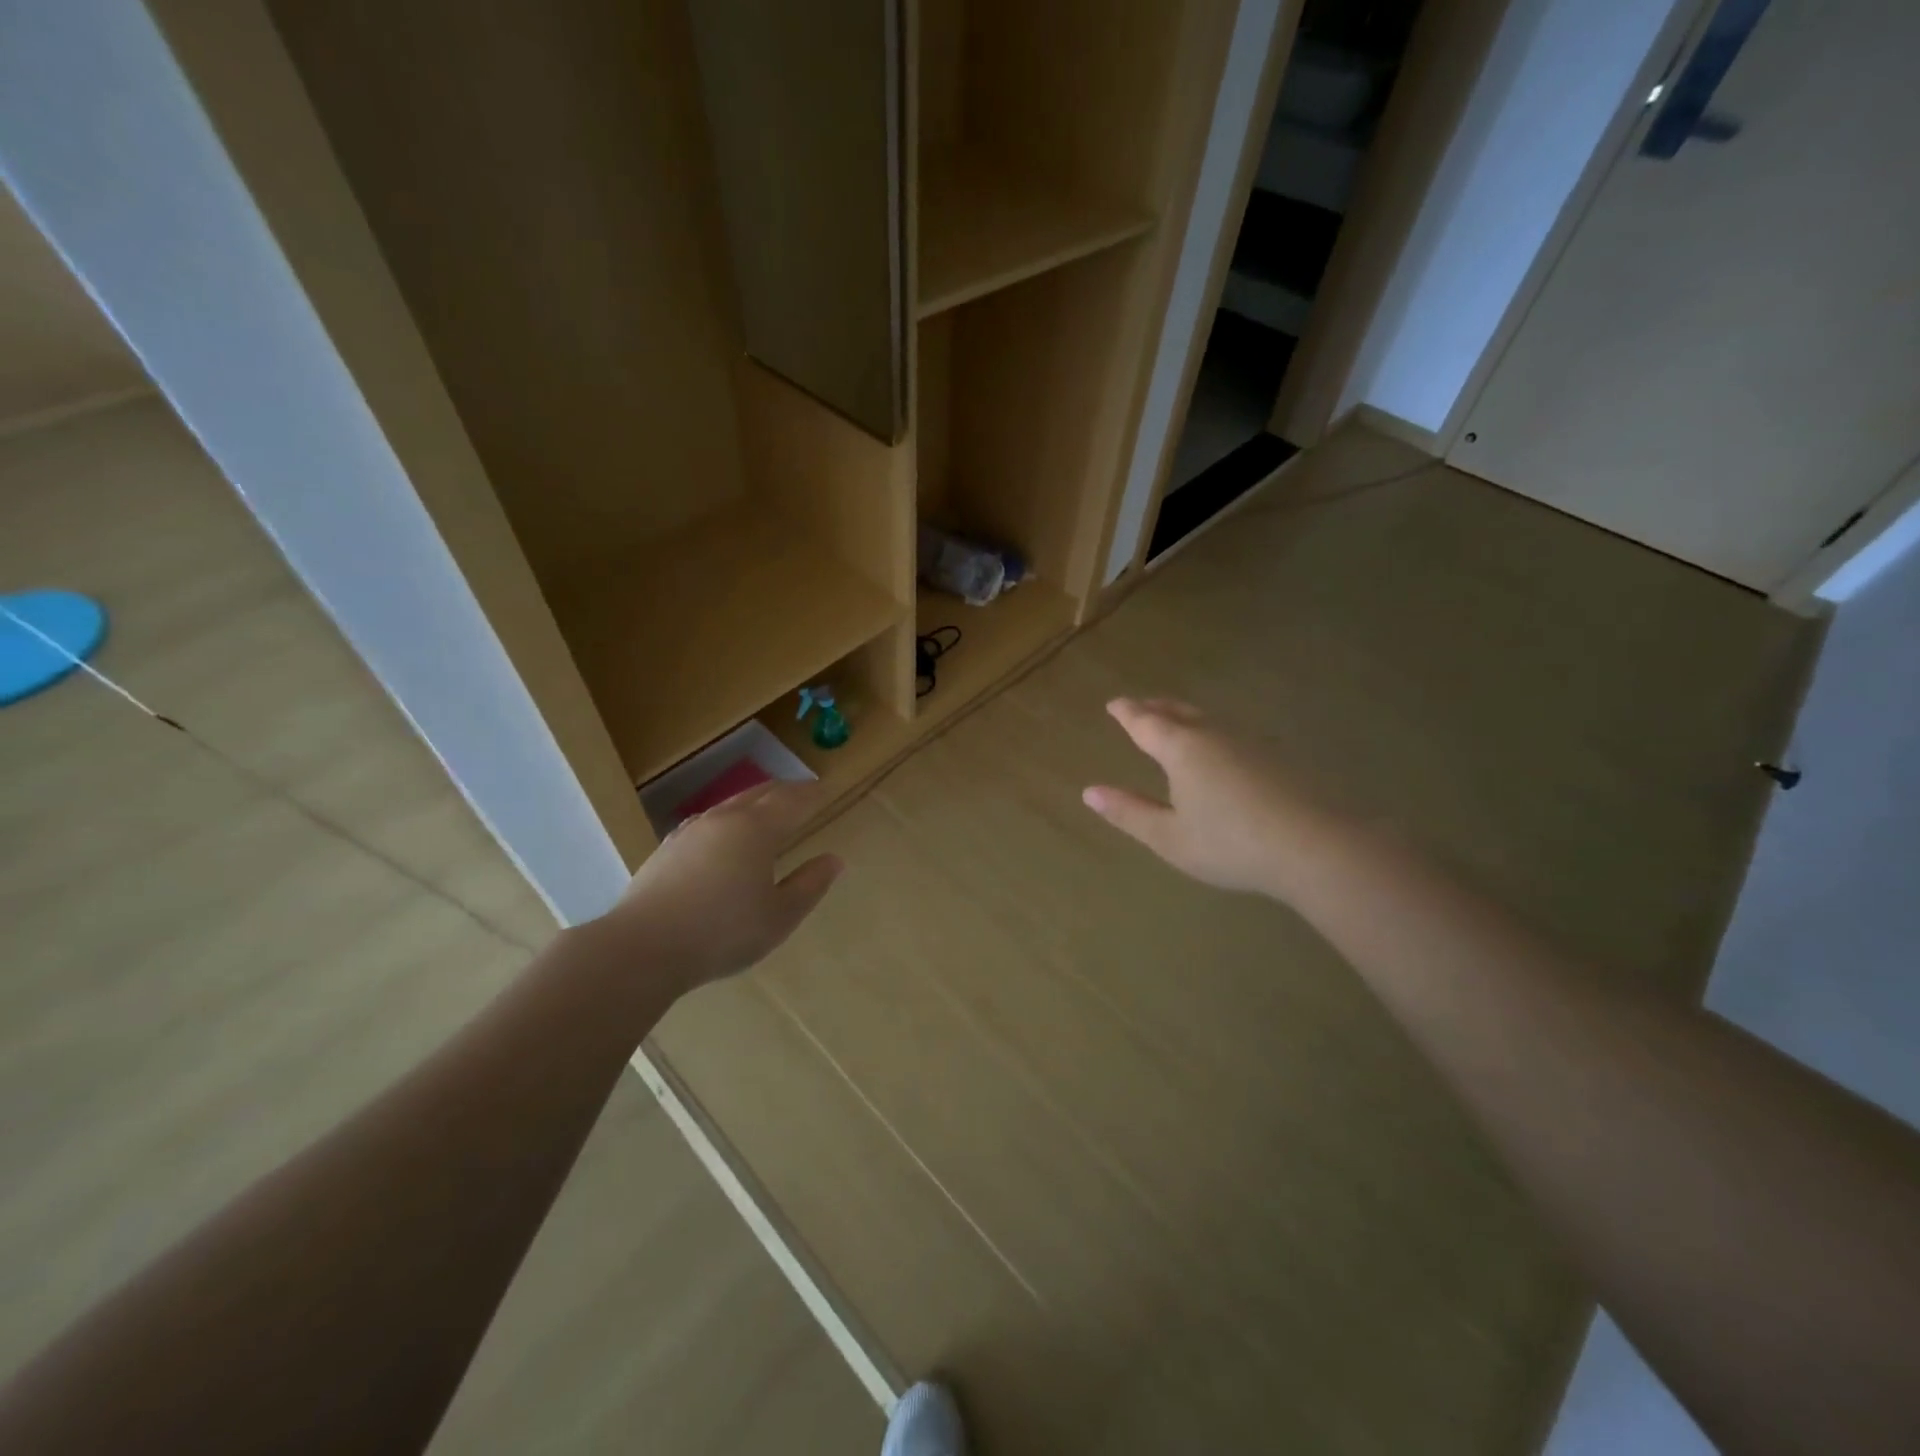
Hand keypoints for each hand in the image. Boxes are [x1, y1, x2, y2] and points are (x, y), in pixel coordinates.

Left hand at [601, 783, 843, 990]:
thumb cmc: (723, 932)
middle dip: (785, 790)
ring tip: (767, 809)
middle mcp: (724, 820)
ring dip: (755, 801)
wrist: (642, 947)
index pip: (792, 801)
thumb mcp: (779, 916)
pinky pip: (709, 821)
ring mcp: (691, 831)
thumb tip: (834, 859)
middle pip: (761, 794)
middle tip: (803, 792)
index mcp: (757, 830)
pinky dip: (729, 818)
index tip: (826, 788)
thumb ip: (809, 885)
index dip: (812, 794)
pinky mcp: (668, 849)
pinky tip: (724, 835)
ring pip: (731, 804)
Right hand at [1083, 698, 1305, 897]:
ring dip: (1186, 716)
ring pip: (1209, 719)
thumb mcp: (1169, 837)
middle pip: (1179, 712)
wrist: (1314, 846)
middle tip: (1141, 705)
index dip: (1127, 713)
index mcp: (1181, 749)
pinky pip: (1232, 733)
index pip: (1146, 723)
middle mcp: (1213, 735)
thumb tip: (1090, 792)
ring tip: (1176, 721)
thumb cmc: (1230, 844)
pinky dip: (1213, 732)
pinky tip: (1221, 749)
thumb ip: (1129, 813)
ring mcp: (1249, 742)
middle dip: (1156, 707)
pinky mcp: (1277, 757)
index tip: (1114, 704)